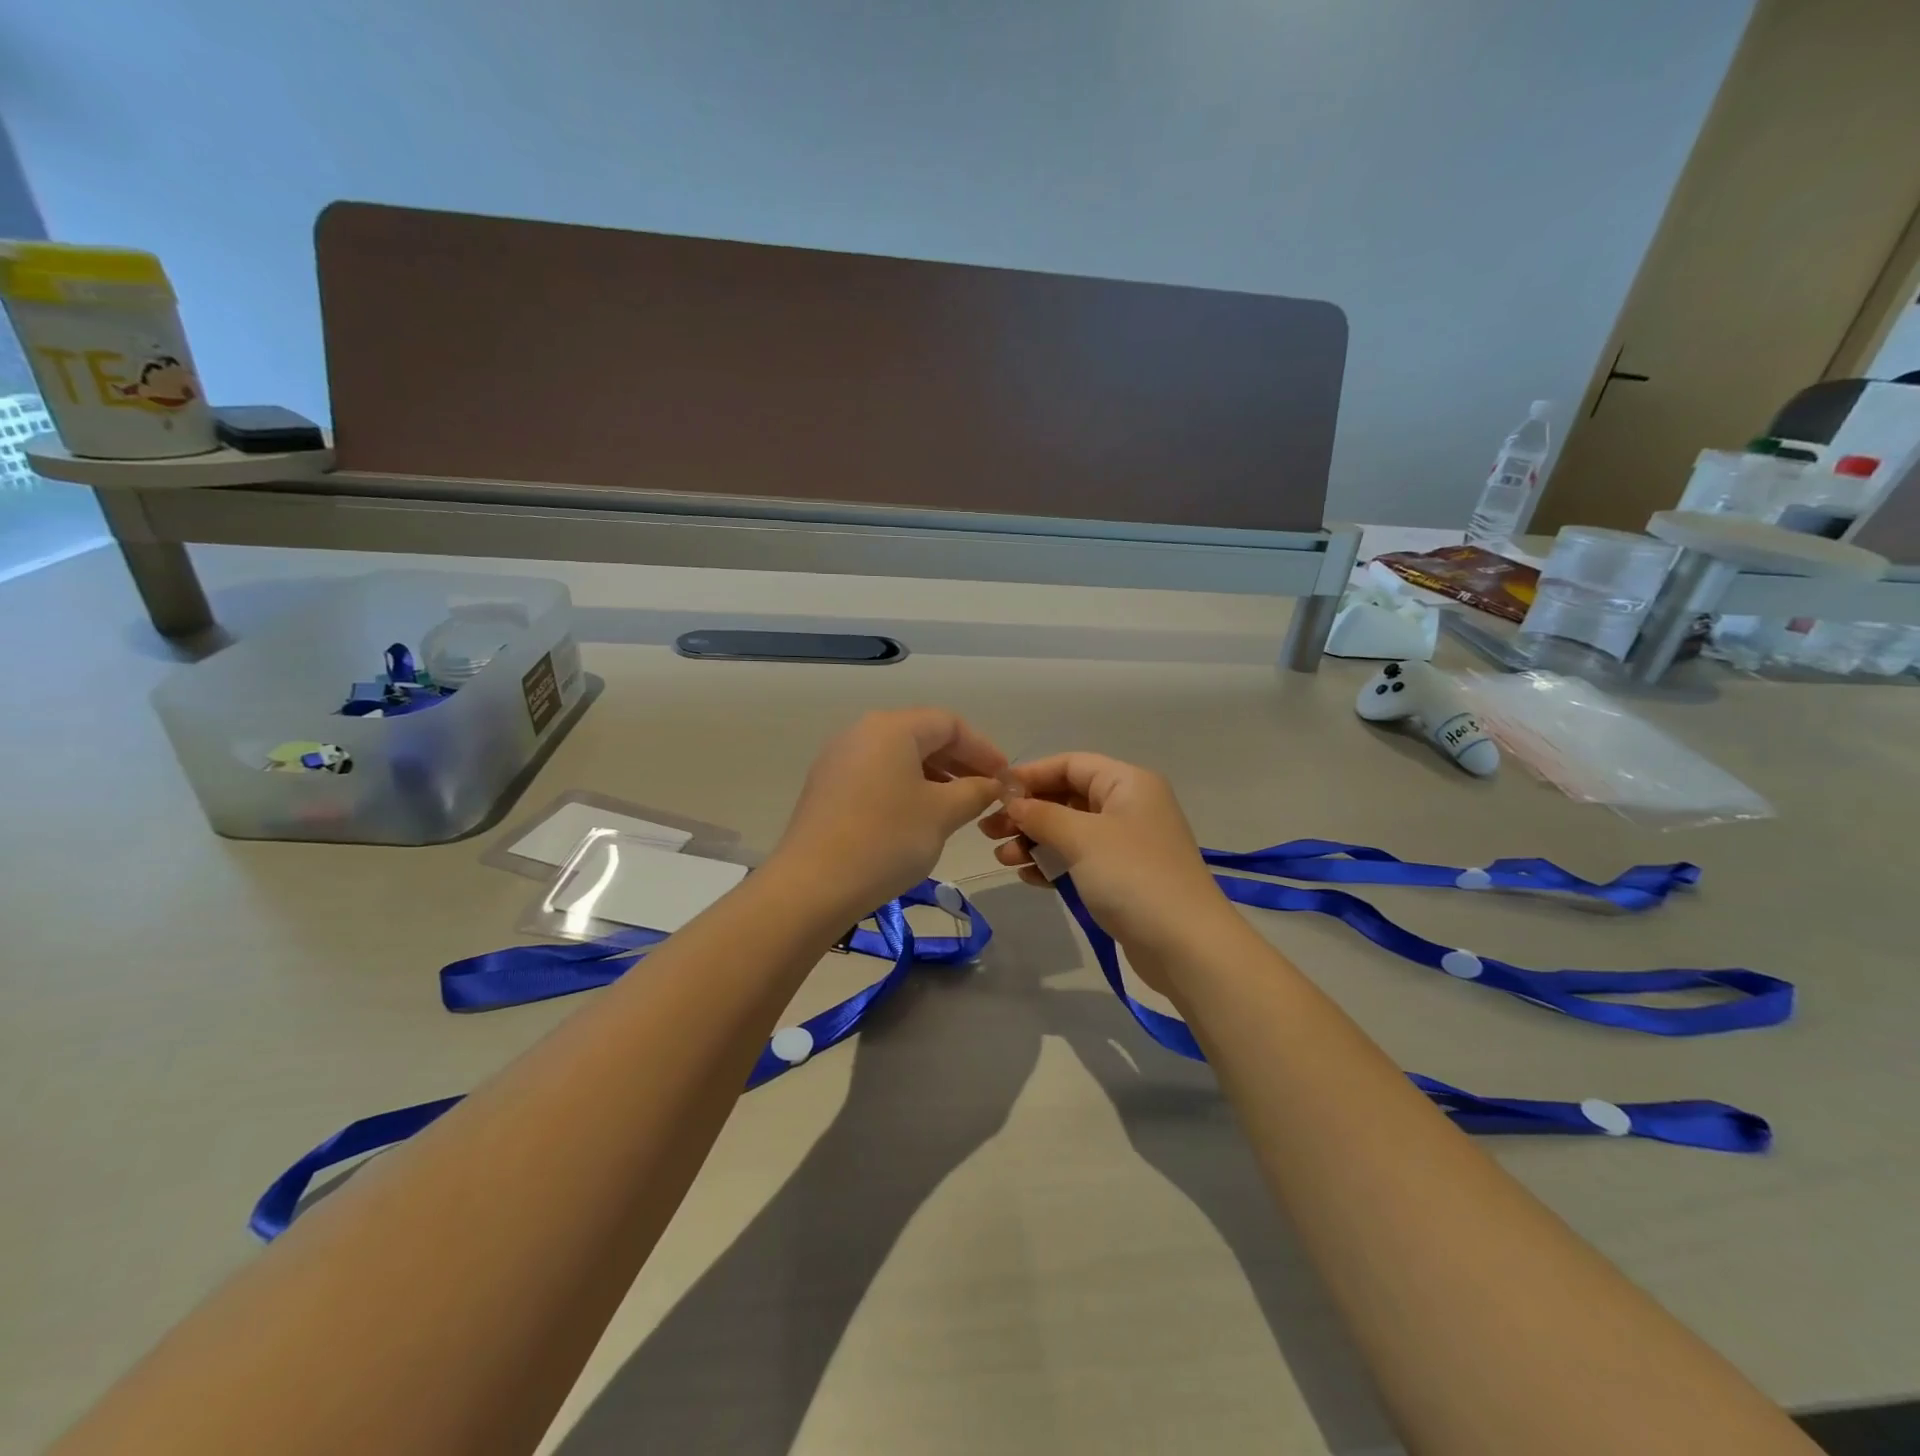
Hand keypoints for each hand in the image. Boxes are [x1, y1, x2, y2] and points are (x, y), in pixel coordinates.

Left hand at [770, 708, 1008, 917]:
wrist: (812, 885)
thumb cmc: (886, 840)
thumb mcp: (942, 814)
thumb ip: (974, 791)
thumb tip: (992, 784)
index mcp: (892, 728)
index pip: (950, 723)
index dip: (983, 748)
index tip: (1004, 778)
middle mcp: (862, 732)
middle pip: (921, 735)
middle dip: (959, 761)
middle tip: (985, 791)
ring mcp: (838, 758)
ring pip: (898, 756)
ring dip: (933, 775)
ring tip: (956, 806)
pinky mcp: (826, 786)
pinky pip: (876, 774)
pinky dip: (904, 787)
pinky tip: (917, 816)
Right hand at [978, 753, 1231, 956]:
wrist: (1185, 945)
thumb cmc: (1133, 876)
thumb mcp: (1082, 838)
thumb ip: (1042, 815)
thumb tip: (1013, 802)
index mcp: (1127, 783)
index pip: (1070, 764)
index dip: (1030, 775)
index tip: (994, 794)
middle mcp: (1129, 806)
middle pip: (1067, 798)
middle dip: (1028, 813)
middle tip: (989, 832)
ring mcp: (1127, 843)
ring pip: (1070, 831)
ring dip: (1035, 841)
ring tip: (1004, 859)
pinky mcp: (1123, 877)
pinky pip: (1080, 859)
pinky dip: (1053, 864)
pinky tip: (1028, 876)